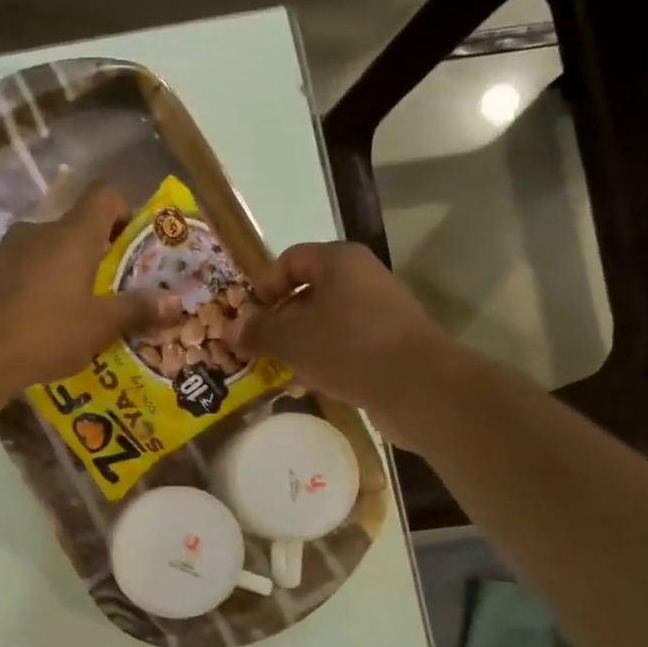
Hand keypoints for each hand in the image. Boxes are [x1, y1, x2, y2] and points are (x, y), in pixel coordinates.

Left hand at [0, 184, 181, 390]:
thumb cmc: (46, 333)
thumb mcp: (100, 326)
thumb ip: (138, 310)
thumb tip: (178, 302)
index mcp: (72, 234)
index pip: (104, 195)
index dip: (124, 211)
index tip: (133, 243)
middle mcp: (37, 230)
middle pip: (74, 226)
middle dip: (94, 252)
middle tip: (108, 288)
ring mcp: (4, 249)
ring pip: (43, 249)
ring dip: (60, 270)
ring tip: (70, 310)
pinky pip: (17, 269)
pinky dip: (31, 284)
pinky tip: (33, 320)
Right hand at [226, 242, 460, 431]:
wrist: (417, 386)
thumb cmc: (348, 348)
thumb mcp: (291, 339)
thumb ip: (257, 332)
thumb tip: (230, 330)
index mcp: (339, 261)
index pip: (290, 260)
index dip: (264, 287)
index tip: (249, 319)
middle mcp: (362, 278)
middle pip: (308, 291)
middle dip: (279, 320)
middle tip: (259, 348)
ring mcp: (380, 311)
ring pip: (326, 321)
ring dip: (300, 343)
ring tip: (282, 369)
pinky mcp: (390, 343)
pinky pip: (346, 344)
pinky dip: (326, 358)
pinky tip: (312, 383)